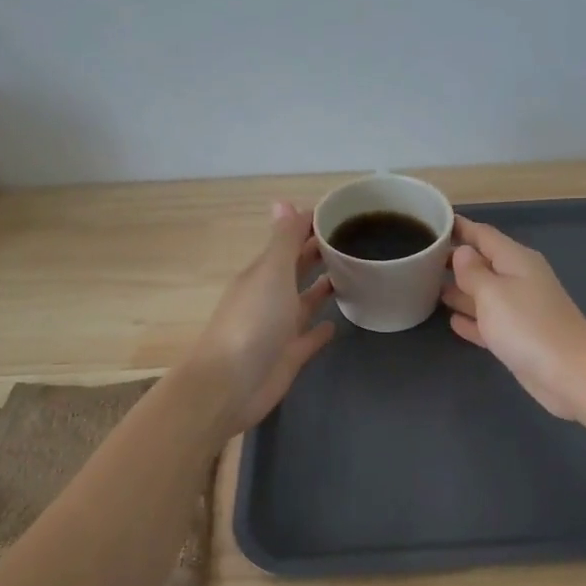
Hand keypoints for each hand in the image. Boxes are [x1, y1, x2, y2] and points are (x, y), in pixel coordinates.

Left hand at [190, 202, 335, 433]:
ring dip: (323, 288)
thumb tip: (283, 201)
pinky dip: (322, 329)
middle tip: (354, 239)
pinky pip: (310, 338)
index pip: (289, 241)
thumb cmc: (253, 322)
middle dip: (318, 253)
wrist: (231, 384)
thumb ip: (283, 240)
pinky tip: (339, 322)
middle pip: (297, 268)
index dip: (311, 226)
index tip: (343, 213)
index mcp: (263, 273)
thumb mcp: (270, 273)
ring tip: (353, 274)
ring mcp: (279, 327)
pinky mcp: (290, 355)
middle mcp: (270, 296)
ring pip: (305, 301)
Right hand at [440, 216, 585, 420]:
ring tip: (427, 287)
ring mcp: (521, 310)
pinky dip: (472, 319)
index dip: (459, 228)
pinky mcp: (519, 338)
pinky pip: (490, 322)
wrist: (570, 374)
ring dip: (460, 290)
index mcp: (516, 260)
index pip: (483, 235)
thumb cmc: (527, 326)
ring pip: (484, 293)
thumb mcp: (493, 292)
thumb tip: (462, 251)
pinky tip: (452, 321)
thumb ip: (473, 271)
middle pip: (483, 263)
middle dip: (455, 260)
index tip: (432, 222)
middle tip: (420, 259)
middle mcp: (520, 279)